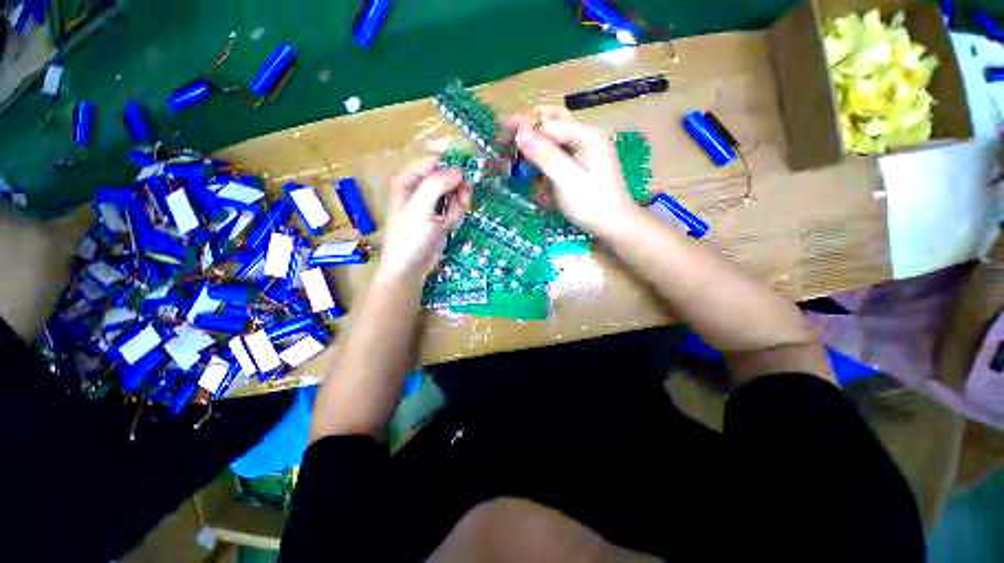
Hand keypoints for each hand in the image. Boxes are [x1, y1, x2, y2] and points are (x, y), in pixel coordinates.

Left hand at [378, 156, 471, 282]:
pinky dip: (455, 214)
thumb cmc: (410, 235)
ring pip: (453, 192)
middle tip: (464, 199)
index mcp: (407, 180)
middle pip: (446, 176)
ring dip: (458, 203)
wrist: (410, 267)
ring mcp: (430, 204)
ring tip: (453, 216)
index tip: (465, 177)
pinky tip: (449, 225)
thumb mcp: (421, 207)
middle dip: (457, 188)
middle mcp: (418, 189)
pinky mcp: (439, 217)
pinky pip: (453, 208)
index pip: (432, 162)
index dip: (450, 167)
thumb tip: (459, 170)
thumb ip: (438, 184)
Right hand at [509, 107, 637, 235]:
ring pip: (553, 132)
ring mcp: (585, 146)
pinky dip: (542, 149)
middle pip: (552, 120)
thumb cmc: (593, 206)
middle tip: (504, 137)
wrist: (614, 224)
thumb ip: (546, 157)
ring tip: (512, 145)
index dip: (523, 127)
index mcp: (588, 135)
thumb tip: (520, 132)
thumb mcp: (568, 182)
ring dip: (533, 136)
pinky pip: (558, 147)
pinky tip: (530, 157)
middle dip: (527, 126)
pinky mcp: (581, 159)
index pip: (548, 123)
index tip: (499, 134)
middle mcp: (587, 134)